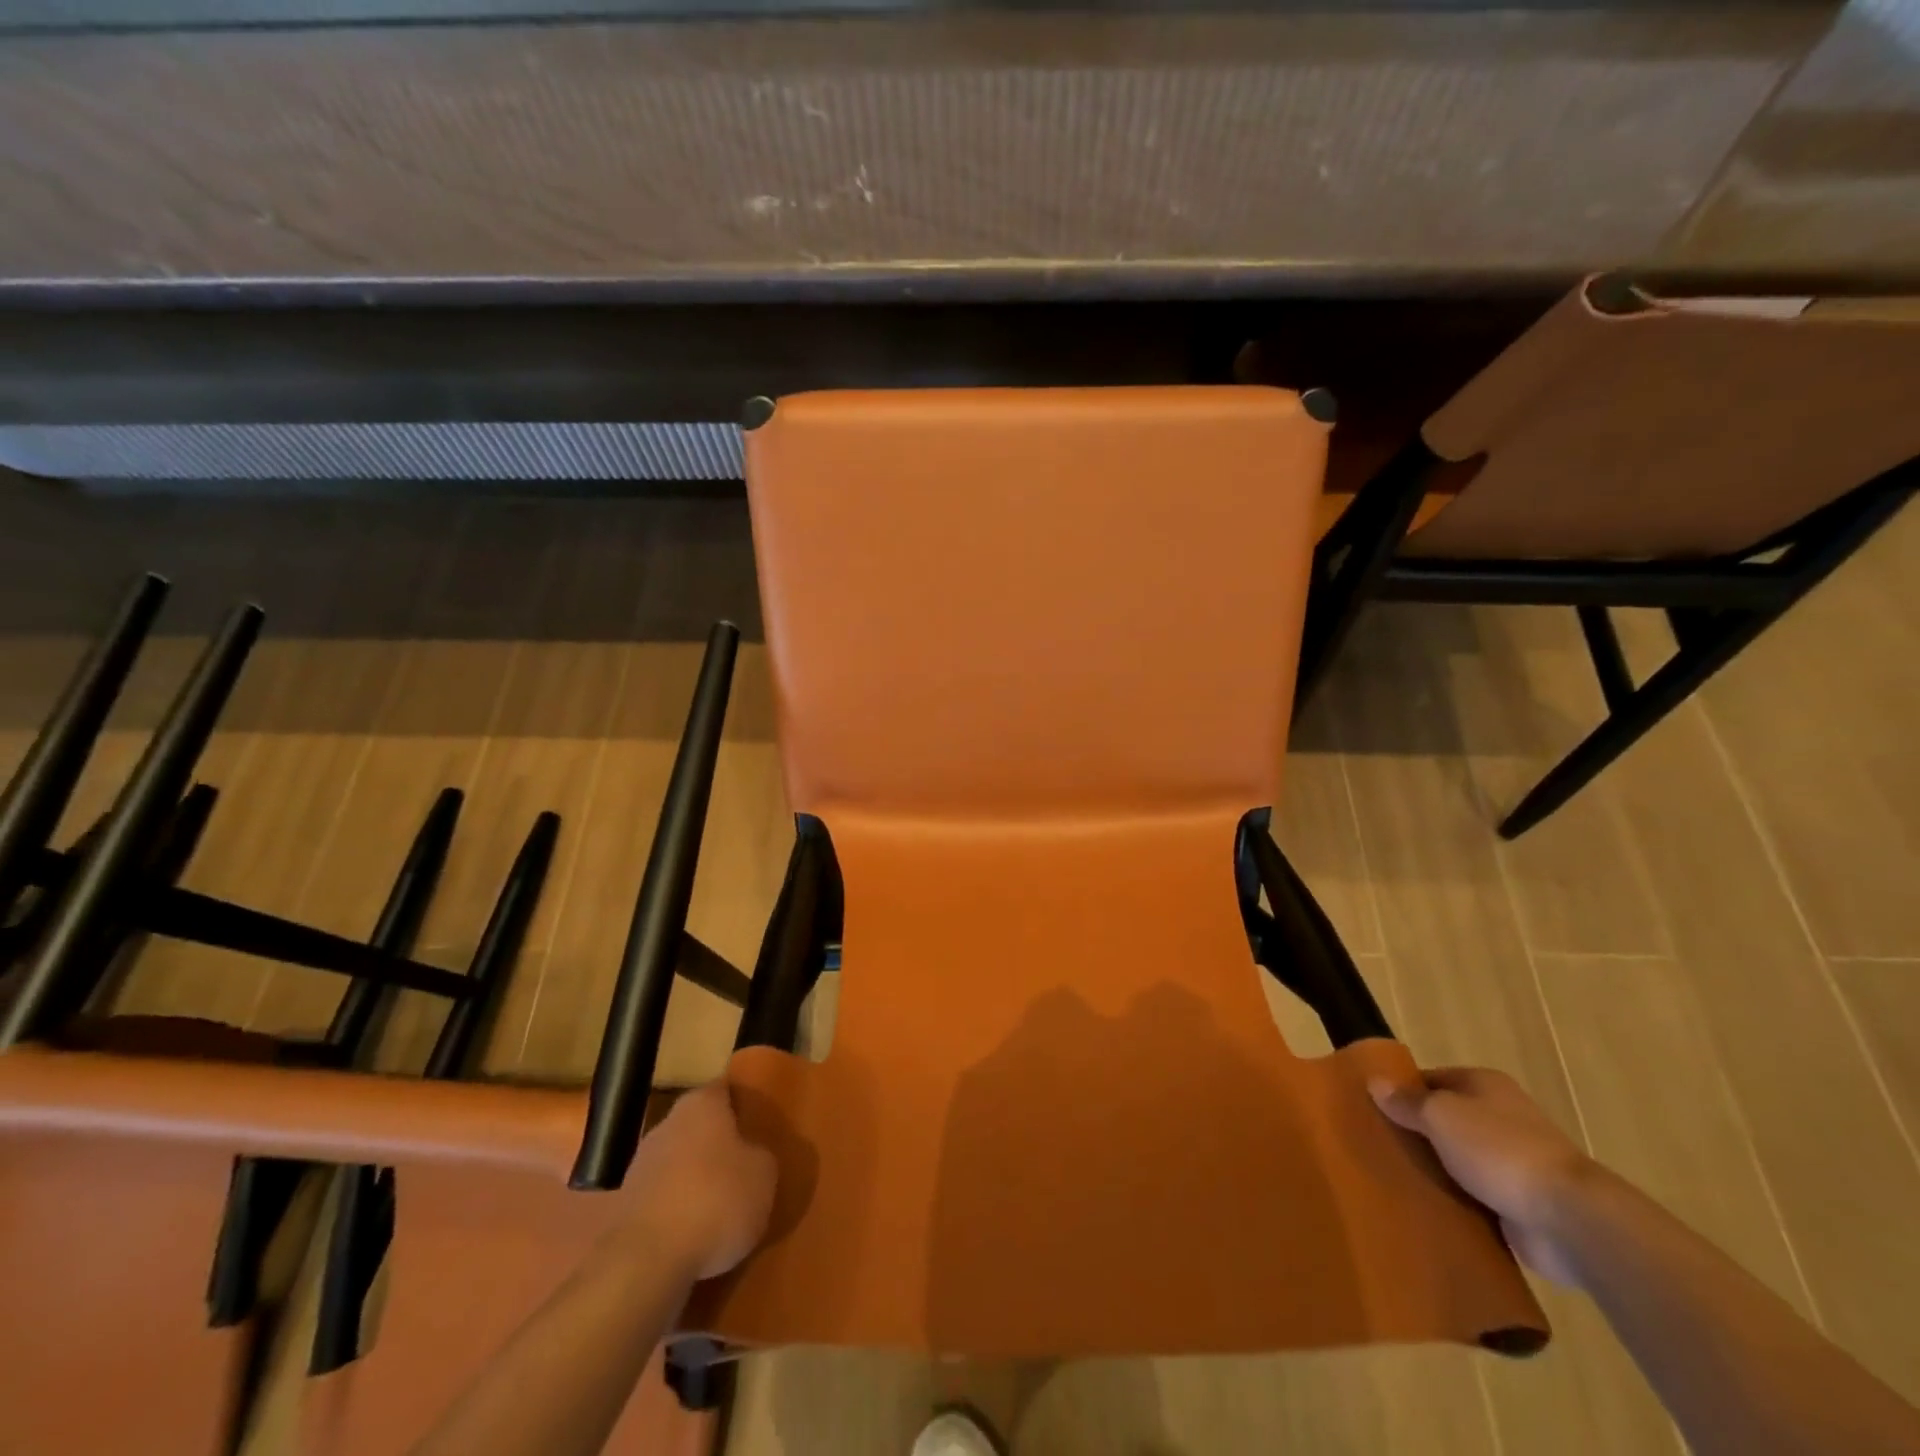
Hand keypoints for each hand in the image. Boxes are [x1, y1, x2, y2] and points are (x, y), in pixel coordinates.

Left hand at [627, 1081, 777, 1280]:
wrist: (646, 1262)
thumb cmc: (716, 1199)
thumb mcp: (764, 1174)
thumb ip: (760, 1155)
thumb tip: (750, 1156)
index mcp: (701, 1104)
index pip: (725, 1090)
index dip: (742, 1103)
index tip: (758, 1120)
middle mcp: (667, 1124)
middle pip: (700, 1127)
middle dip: (719, 1144)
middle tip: (745, 1165)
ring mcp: (640, 1166)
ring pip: (679, 1164)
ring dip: (696, 1180)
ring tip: (722, 1207)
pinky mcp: (625, 1208)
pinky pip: (663, 1200)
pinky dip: (678, 1212)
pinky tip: (696, 1235)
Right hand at [1369, 1066, 1598, 1286]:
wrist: (1569, 1219)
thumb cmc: (1499, 1149)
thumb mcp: (1440, 1115)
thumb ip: (1406, 1102)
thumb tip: (1374, 1083)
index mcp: (1485, 1086)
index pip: (1431, 1080)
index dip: (1402, 1092)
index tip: (1372, 1111)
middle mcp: (1500, 1117)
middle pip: (1444, 1120)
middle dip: (1416, 1134)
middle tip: (1377, 1147)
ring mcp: (1512, 1162)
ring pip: (1458, 1160)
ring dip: (1435, 1171)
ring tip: (1394, 1180)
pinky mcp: (1518, 1203)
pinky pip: (1475, 1197)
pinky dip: (1455, 1203)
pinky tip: (1426, 1210)